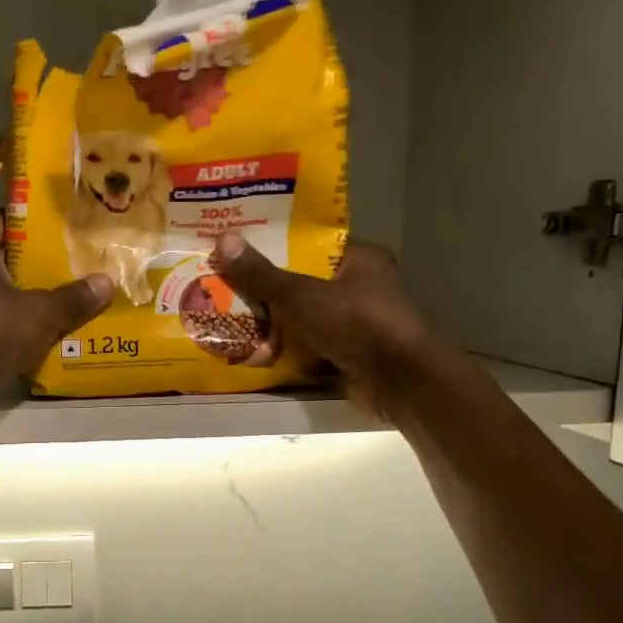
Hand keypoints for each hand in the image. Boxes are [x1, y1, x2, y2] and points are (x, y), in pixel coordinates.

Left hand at [0, 212, 112, 422]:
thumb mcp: (41, 312)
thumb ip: (74, 297)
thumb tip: (106, 282)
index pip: (5, 220)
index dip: (36, 226)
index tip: (67, 235)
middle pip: (3, 260)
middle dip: (37, 268)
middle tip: (74, 271)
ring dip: (25, 302)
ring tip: (64, 306)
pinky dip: (11, 329)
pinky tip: (40, 338)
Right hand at [212, 233, 432, 417]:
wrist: (399, 383)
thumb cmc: (357, 324)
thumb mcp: (303, 295)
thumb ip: (263, 274)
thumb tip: (223, 239)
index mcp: (359, 257)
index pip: (309, 242)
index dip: (273, 244)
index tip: (236, 248)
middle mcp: (359, 285)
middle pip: (301, 280)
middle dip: (264, 288)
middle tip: (223, 284)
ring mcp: (354, 321)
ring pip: (302, 315)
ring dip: (271, 322)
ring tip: (227, 317)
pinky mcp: (347, 352)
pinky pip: (308, 344)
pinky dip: (284, 349)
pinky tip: (250, 350)